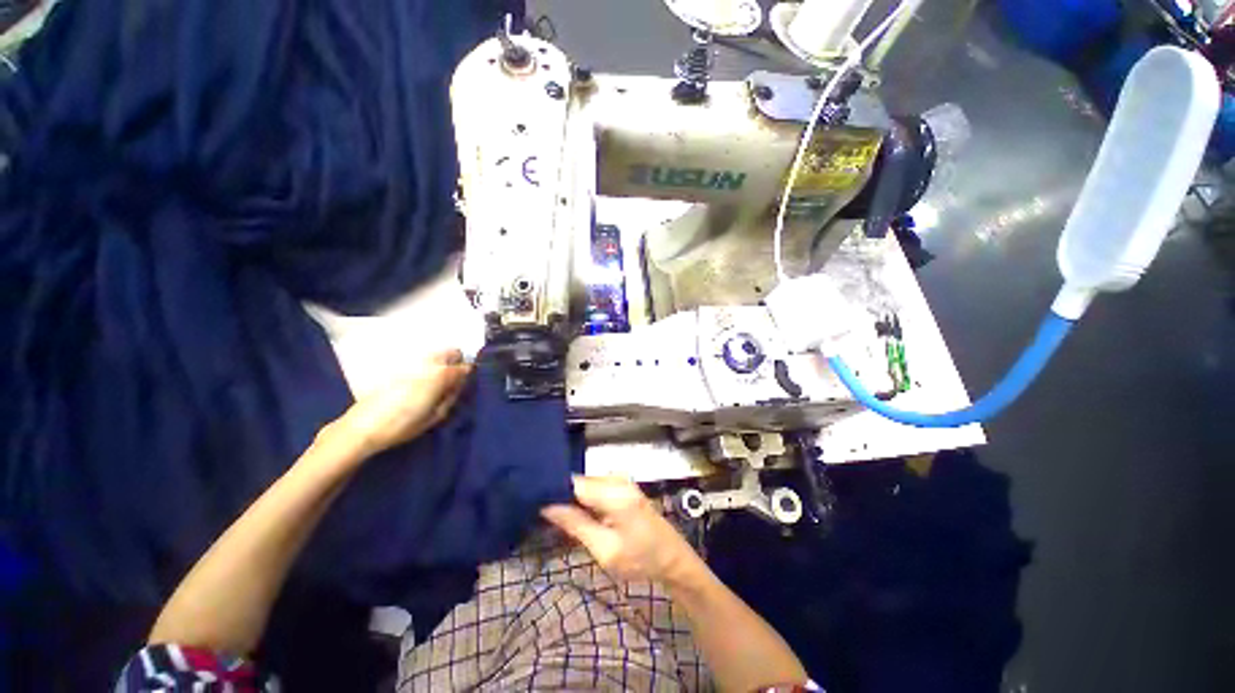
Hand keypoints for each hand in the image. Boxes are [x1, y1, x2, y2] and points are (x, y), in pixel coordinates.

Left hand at [340, 349, 471, 456]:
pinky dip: (428, 367)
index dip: (469, 373)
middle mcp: (428, 364)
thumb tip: (457, 387)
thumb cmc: (403, 425)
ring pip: (436, 354)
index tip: (467, 382)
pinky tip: (421, 383)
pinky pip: (421, 361)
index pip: (464, 367)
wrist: (362, 426)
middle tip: (455, 378)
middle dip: (457, 361)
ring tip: (439, 381)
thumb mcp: (435, 417)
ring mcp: (412, 364)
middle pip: (451, 352)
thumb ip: (450, 398)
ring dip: (443, 362)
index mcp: (440, 376)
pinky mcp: (398, 368)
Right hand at [542, 476, 702, 584]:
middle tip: (542, 516)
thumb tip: (547, 506)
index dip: (552, 490)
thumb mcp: (605, 550)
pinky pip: (595, 488)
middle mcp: (617, 479)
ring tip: (556, 518)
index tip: (532, 501)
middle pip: (579, 482)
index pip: (573, 483)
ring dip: (572, 499)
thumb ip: (576, 525)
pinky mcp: (622, 485)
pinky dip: (584, 500)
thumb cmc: (641, 559)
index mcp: (614, 493)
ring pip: (585, 485)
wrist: (672, 558)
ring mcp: (621, 480)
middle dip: (561, 496)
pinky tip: (577, 516)